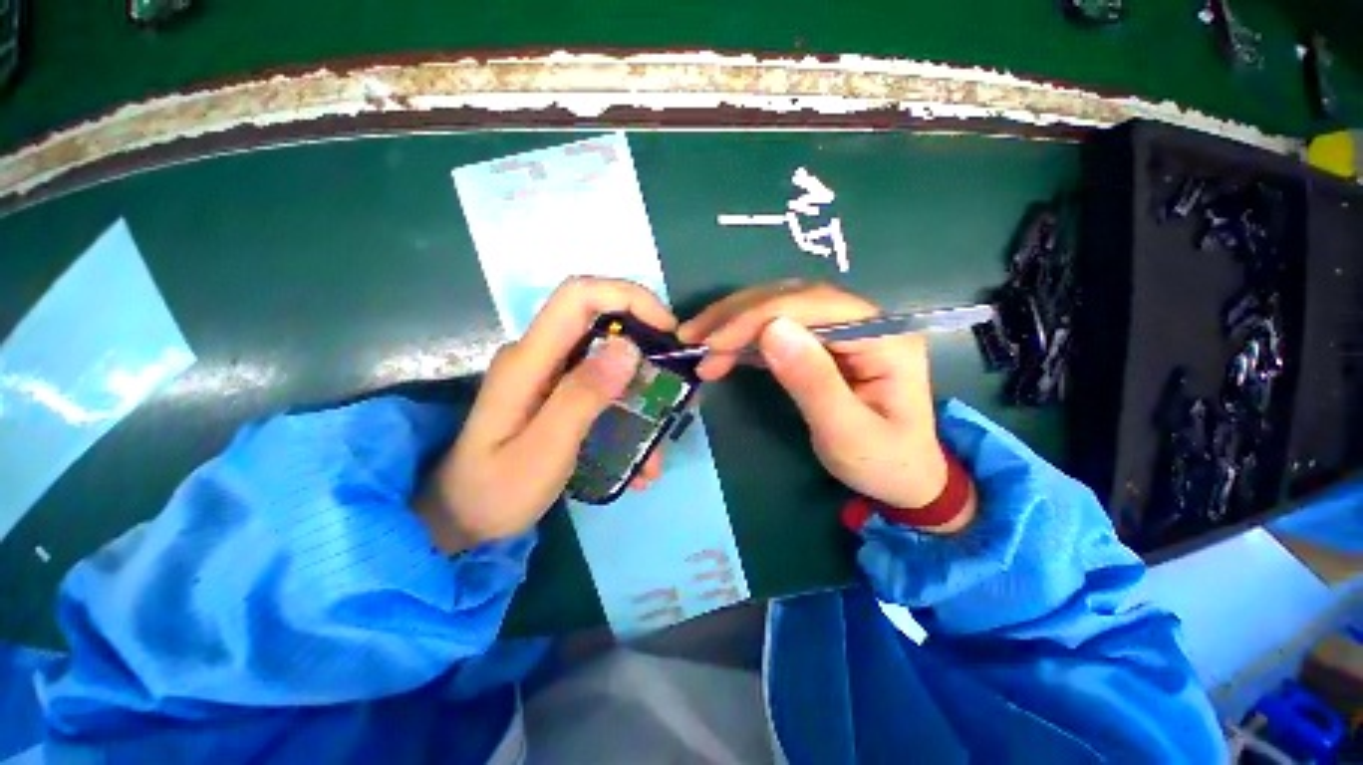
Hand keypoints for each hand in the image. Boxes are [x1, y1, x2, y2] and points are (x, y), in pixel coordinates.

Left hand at [417, 277, 672, 552]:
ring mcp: (550, 374)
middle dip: (648, 350)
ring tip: (659, 443)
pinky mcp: (558, 393)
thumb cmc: (496, 491)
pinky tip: (638, 458)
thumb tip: (628, 347)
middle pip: (603, 324)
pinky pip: (604, 388)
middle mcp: (540, 356)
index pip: (579, 296)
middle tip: (676, 389)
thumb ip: (582, 396)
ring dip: (643, 394)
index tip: (667, 330)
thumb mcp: (543, 450)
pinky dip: (629, 413)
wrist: (462, 518)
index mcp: (529, 359)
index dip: (628, 297)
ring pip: (610, 361)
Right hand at [679, 281, 973, 532]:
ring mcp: (842, 329)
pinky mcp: (824, 344)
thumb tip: (772, 329)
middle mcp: (864, 319)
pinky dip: (745, 338)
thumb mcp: (848, 433)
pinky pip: (779, 329)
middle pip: (792, 298)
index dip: (756, 317)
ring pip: (780, 307)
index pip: (812, 305)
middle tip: (692, 337)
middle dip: (737, 315)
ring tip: (697, 342)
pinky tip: (722, 350)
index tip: (713, 342)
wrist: (904, 478)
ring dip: (734, 322)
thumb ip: (813, 382)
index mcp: (883, 336)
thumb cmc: (883, 462)